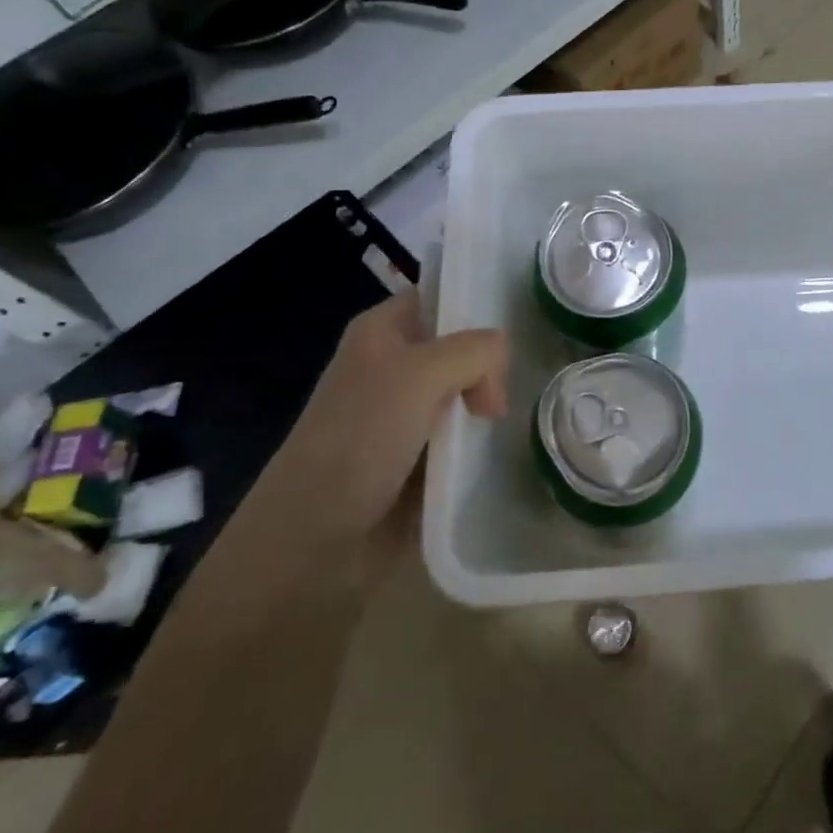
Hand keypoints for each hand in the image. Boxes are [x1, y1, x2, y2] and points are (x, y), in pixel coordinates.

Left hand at [262, 288, 505, 541]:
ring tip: (505, 423)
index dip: (476, 304)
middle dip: (489, 362)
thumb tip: (499, 367)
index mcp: (382, 331)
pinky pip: (461, 431)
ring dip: (487, 402)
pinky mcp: (417, 453)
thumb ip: (475, 351)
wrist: (314, 538)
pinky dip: (479, 437)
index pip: (440, 295)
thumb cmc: (360, 440)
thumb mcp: (421, 375)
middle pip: (460, 344)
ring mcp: (405, 411)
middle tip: (500, 397)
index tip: (517, 326)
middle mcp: (393, 364)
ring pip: (465, 389)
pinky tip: (497, 445)